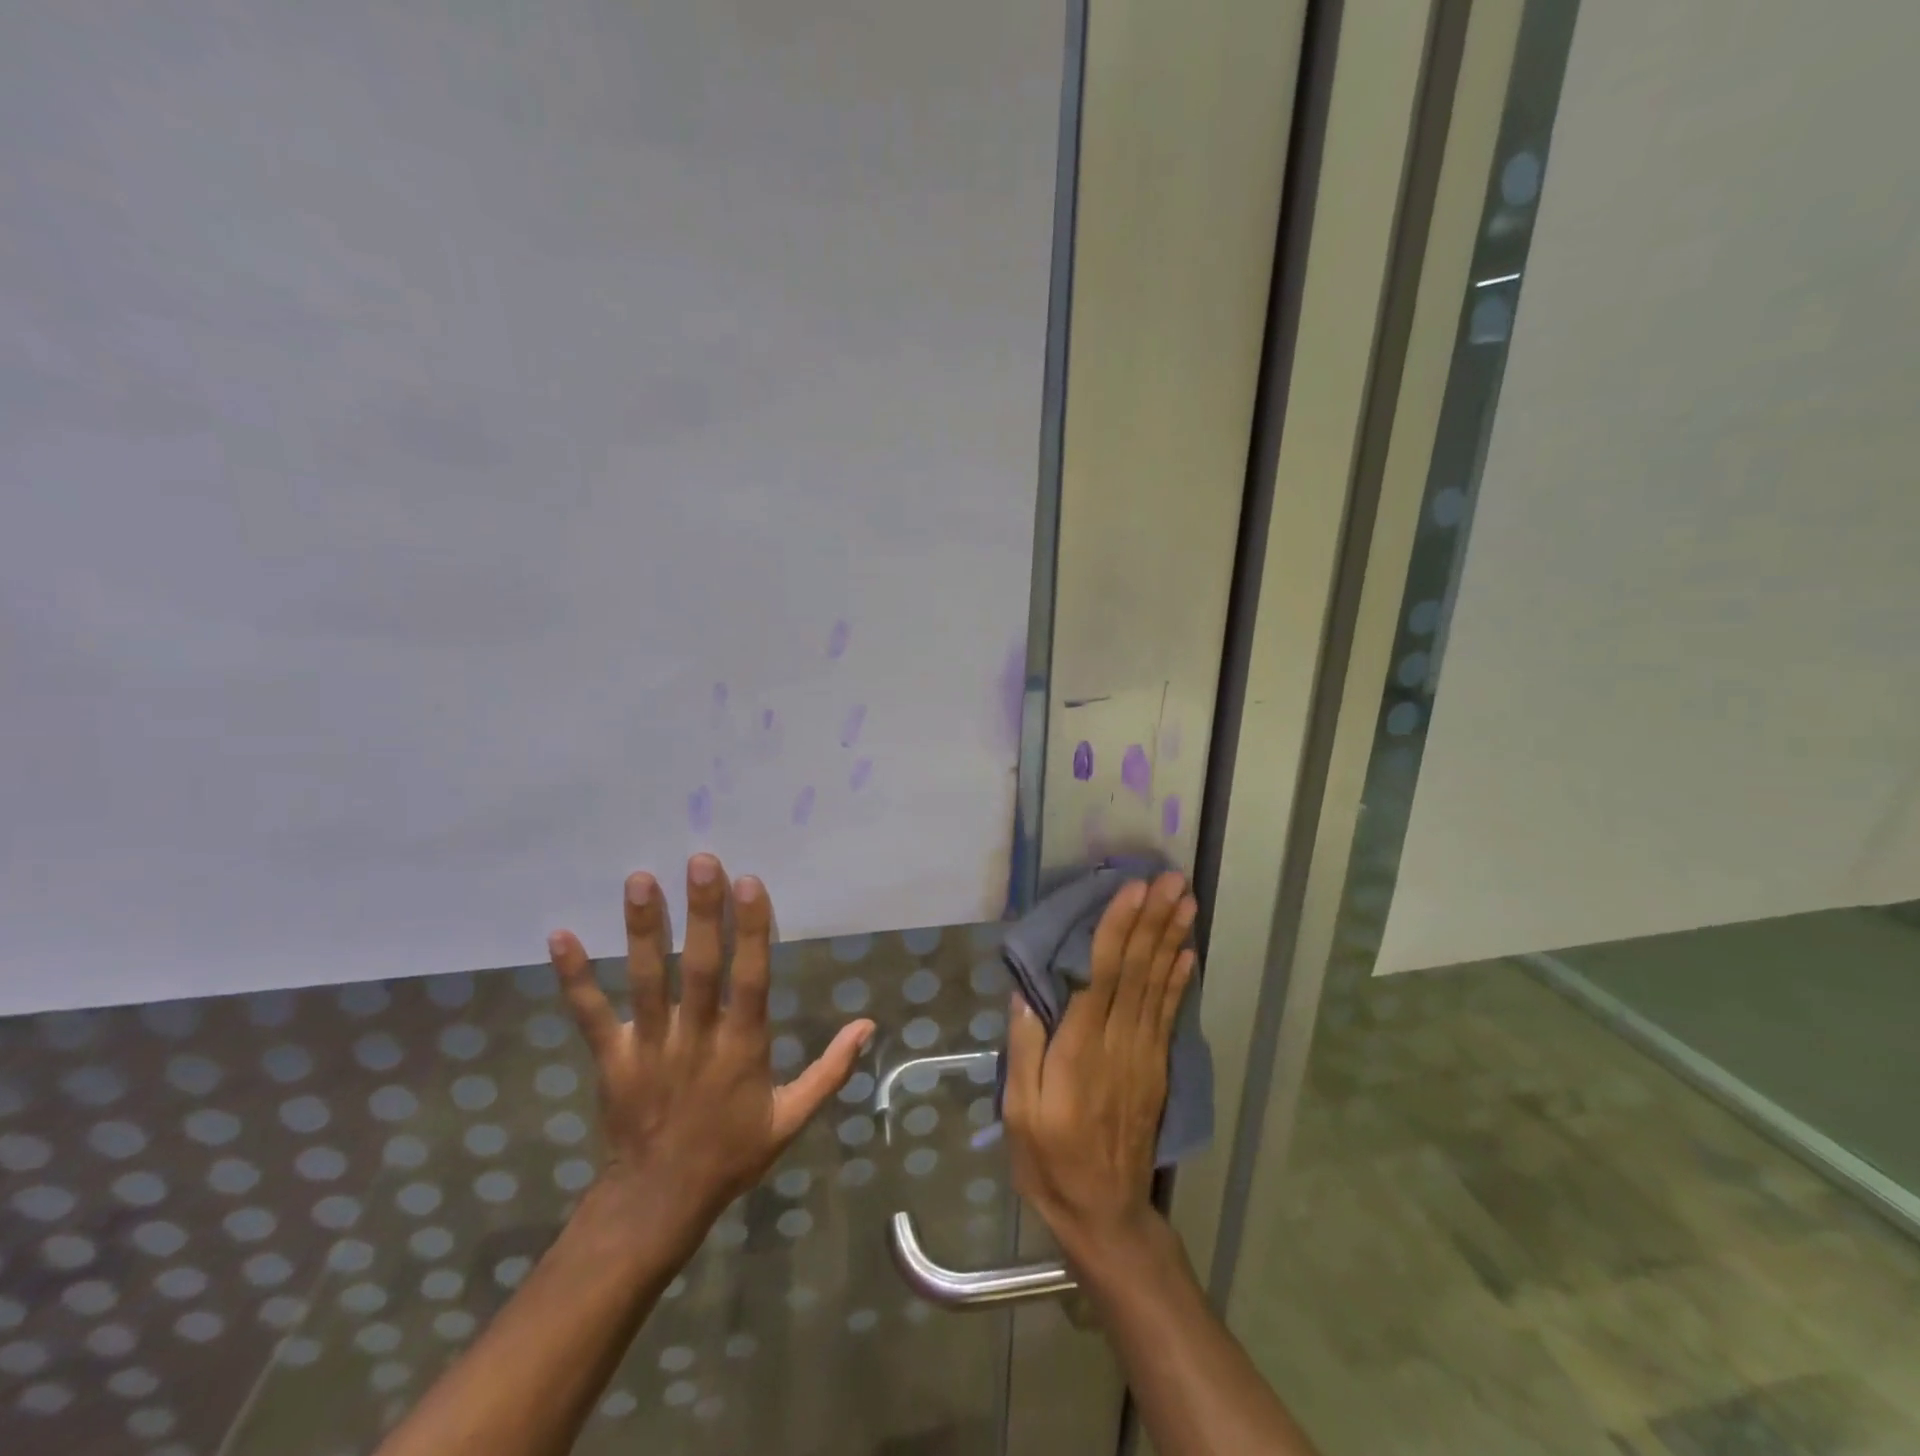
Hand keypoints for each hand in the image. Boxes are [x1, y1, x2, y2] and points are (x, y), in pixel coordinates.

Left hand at [546, 854, 874, 1257]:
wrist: (658, 1204)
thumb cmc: (732, 1154)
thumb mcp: (792, 1119)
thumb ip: (831, 1069)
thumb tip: (868, 1024)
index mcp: (743, 1048)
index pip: (751, 978)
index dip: (752, 930)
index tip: (750, 882)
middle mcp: (696, 1038)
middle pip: (700, 967)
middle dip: (702, 912)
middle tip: (700, 861)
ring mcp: (650, 1047)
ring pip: (647, 980)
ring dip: (643, 930)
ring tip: (640, 880)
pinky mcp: (611, 1059)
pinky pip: (590, 1015)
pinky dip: (575, 977)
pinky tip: (560, 936)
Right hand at [1003, 871, 1196, 1261]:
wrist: (1106, 1214)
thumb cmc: (1050, 1161)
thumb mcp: (1019, 1114)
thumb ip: (1025, 1051)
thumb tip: (1026, 994)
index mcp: (1080, 1050)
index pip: (1101, 976)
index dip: (1117, 930)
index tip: (1132, 891)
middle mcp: (1119, 1043)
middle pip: (1138, 970)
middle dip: (1153, 920)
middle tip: (1171, 879)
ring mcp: (1144, 1054)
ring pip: (1158, 984)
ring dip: (1172, 938)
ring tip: (1185, 900)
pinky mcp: (1156, 1066)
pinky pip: (1169, 1014)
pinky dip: (1180, 979)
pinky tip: (1188, 952)